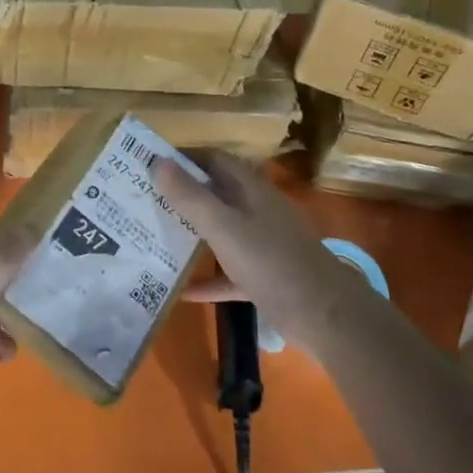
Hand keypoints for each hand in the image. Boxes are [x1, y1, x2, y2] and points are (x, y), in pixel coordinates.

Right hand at [153, 149, 365, 349]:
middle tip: (146, 201)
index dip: (184, 158)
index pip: (214, 159)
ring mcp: (264, 244)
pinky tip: (183, 291)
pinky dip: (210, 279)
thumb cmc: (272, 262)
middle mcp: (258, 210)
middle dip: (183, 195)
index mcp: (250, 189)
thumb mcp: (224, 227)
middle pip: (217, 193)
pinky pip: (231, 272)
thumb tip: (158, 162)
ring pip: (222, 231)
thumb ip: (191, 197)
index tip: (150, 164)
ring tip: (157, 238)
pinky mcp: (266, 277)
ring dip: (194, 234)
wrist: (326, 315)